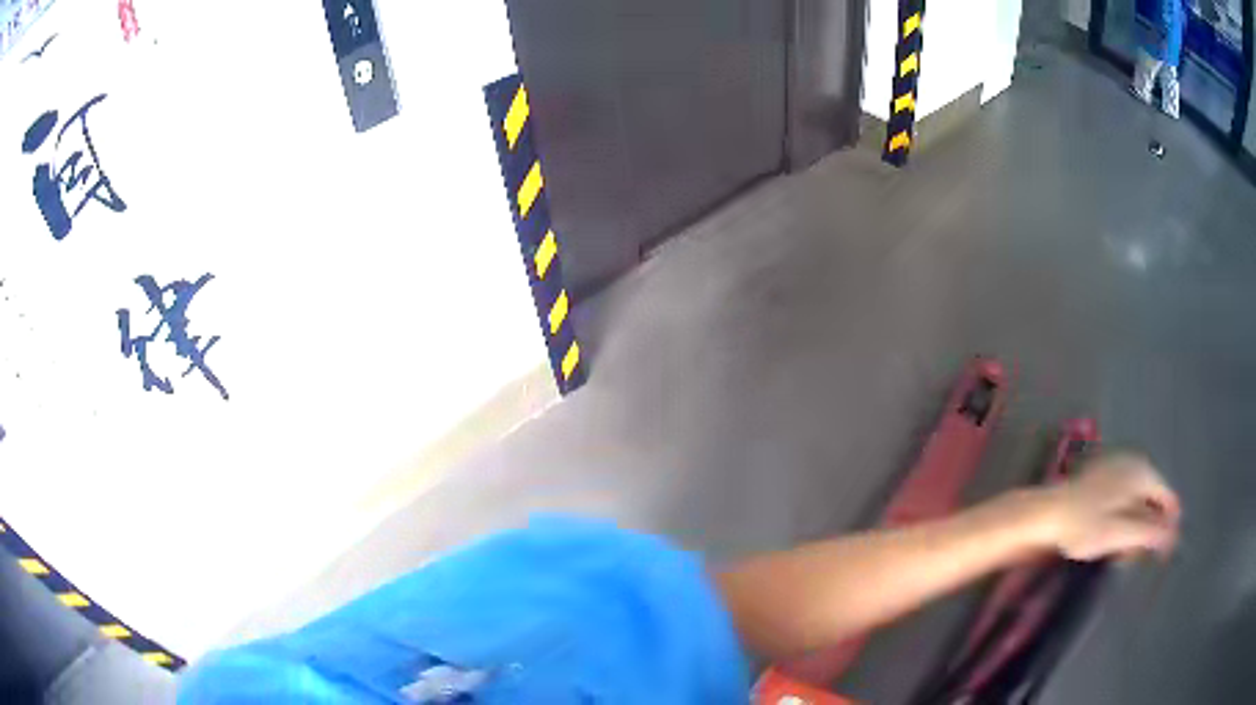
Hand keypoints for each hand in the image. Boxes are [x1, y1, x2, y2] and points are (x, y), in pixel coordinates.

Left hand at [1042, 452, 1180, 560]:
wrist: (1045, 515)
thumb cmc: (1083, 525)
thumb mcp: (1119, 533)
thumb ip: (1149, 533)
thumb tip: (1174, 535)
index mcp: (1142, 472)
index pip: (1169, 500)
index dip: (1169, 528)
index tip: (1162, 557)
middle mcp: (1134, 463)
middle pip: (1154, 502)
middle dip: (1148, 531)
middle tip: (1131, 556)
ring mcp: (1119, 468)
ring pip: (1139, 503)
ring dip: (1135, 529)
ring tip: (1117, 551)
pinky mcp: (1104, 479)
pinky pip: (1125, 501)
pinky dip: (1123, 521)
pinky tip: (1108, 539)